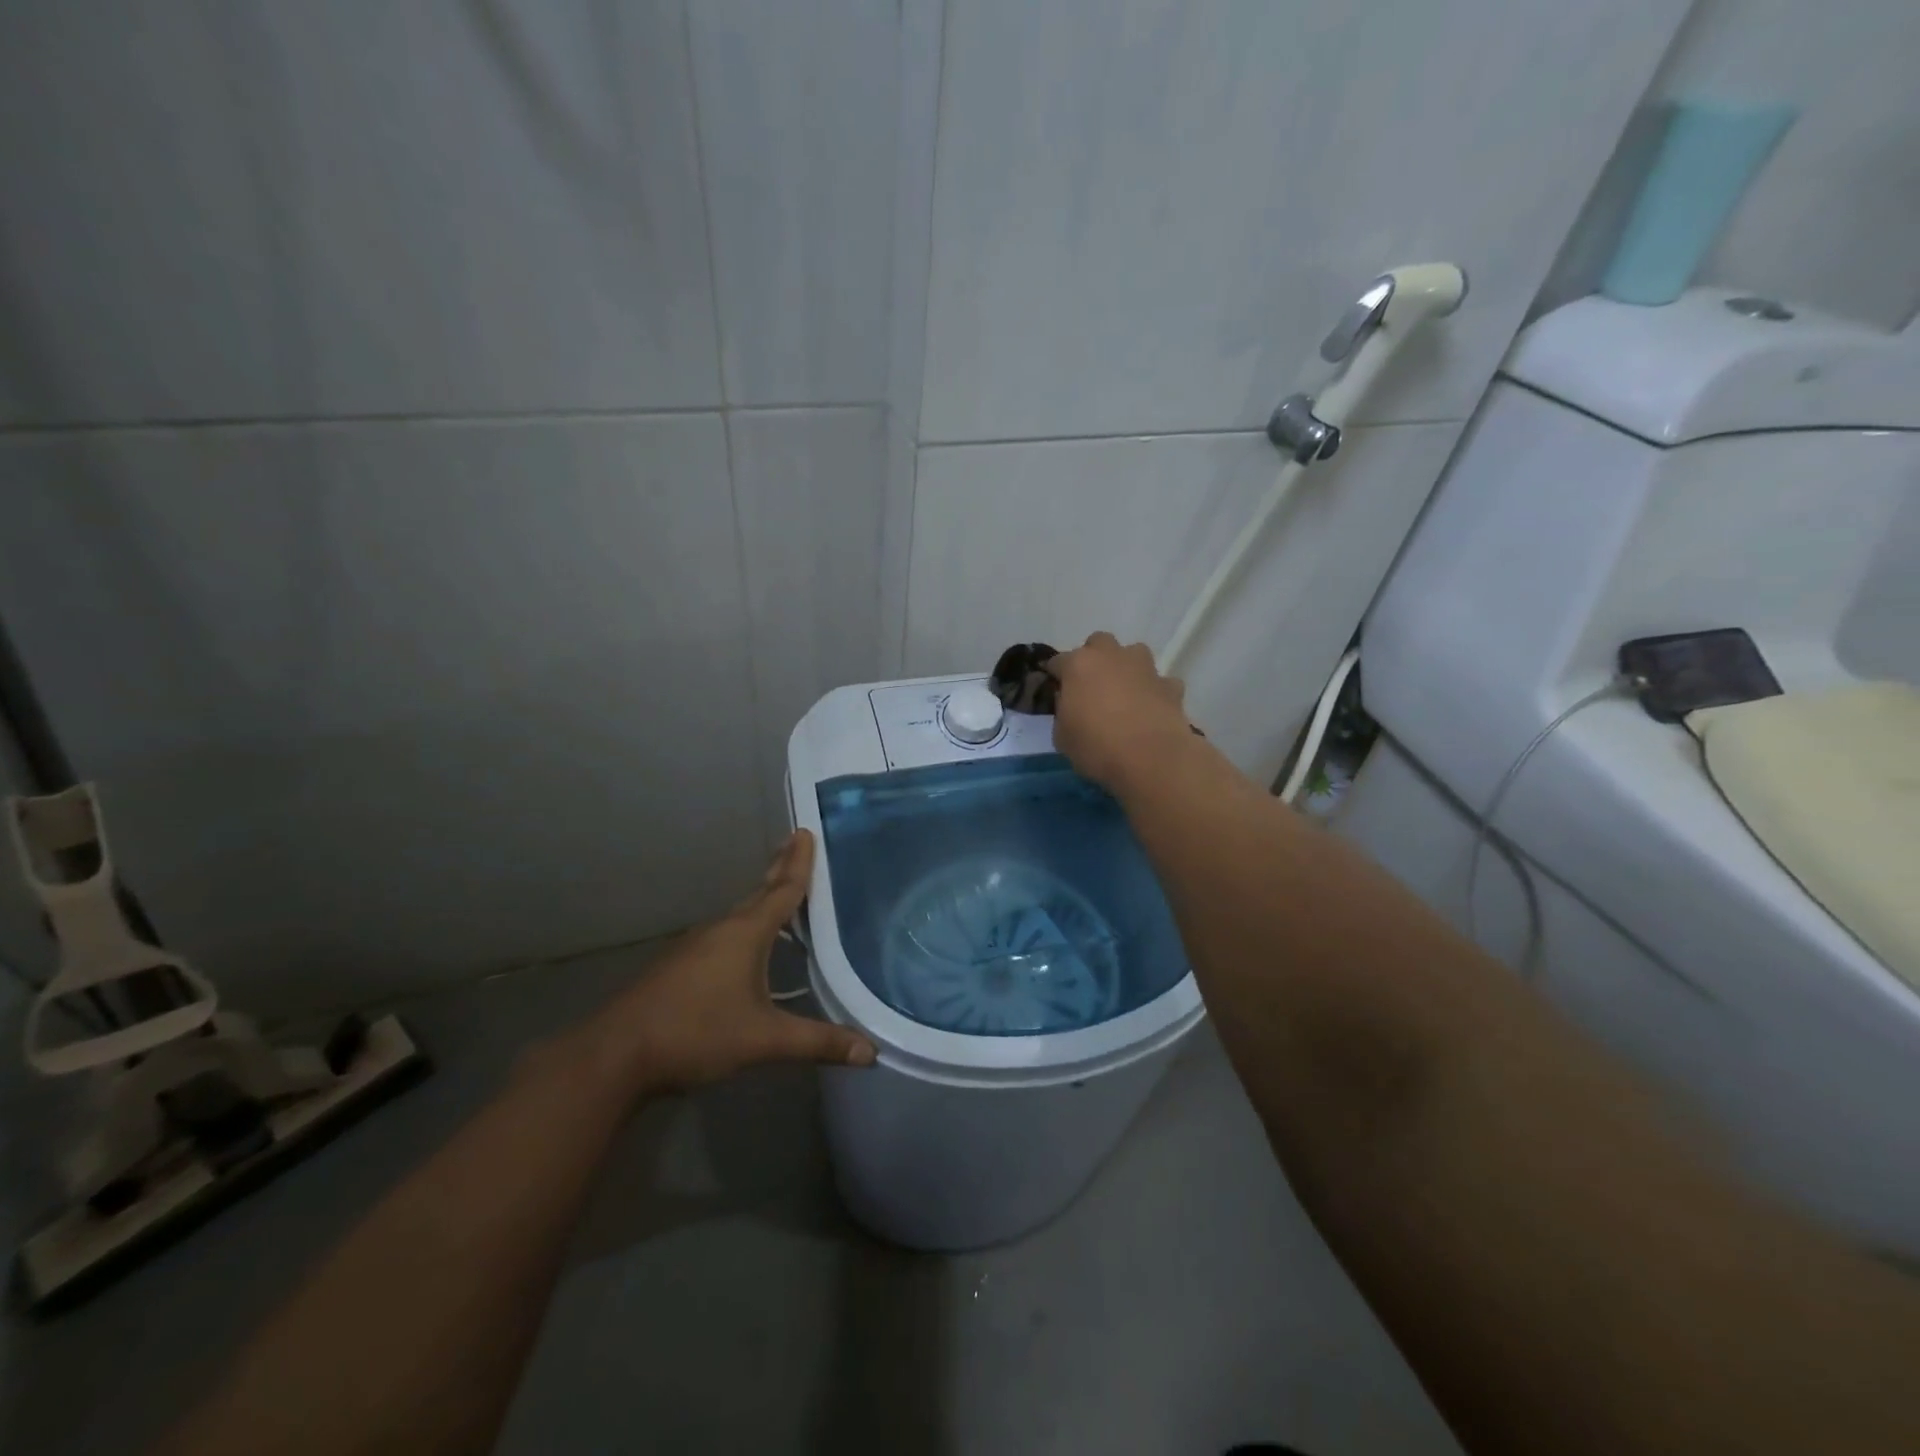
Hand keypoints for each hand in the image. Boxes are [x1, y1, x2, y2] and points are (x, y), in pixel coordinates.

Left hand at [581, 830, 876, 1097]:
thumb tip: (870, 1052)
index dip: (799, 863)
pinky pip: (723, 935)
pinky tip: (747, 947)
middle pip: (759, 893)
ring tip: (780, 895)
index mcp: (745, 934)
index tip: (806, 831)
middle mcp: (721, 930)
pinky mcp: (679, 966)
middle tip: (796, 845)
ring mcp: (695, 946)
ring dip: (761, 900)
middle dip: (780, 870)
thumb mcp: (764, 1040)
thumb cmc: (696, 1033)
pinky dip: (743, 928)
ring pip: (738, 915)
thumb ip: (817, 1042)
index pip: (782, 890)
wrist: (616, 1054)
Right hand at [1048, 632, 1193, 792]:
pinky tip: (1151, 710)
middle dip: (1094, 659)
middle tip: (1092, 687)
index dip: (1055, 676)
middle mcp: (1112, 656)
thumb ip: (1063, 713)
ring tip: (1124, 694)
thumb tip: (1072, 707)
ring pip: (1133, 654)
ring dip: (1127, 668)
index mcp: (1078, 665)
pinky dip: (1154, 691)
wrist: (1151, 758)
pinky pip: (1159, 682)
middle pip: (1098, 643)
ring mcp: (1145, 667)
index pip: (1058, 661)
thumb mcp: (1062, 737)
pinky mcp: (1170, 685)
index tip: (1055, 692)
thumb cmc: (1097, 747)